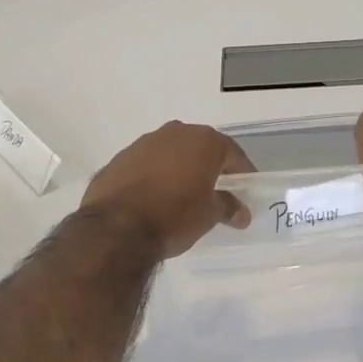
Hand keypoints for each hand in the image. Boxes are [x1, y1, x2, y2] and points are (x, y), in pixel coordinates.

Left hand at [83, 122, 254, 257]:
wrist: (116, 228)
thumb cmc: (174, 216)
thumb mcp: (209, 215)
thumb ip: (228, 207)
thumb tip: (241, 212)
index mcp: (203, 141)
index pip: (232, 153)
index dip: (242, 172)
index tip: (246, 189)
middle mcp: (175, 132)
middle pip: (200, 147)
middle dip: (209, 166)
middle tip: (216, 190)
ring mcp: (143, 142)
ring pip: (170, 152)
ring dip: (179, 168)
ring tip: (182, 195)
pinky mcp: (119, 158)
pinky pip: (146, 164)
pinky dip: (154, 176)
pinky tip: (153, 198)